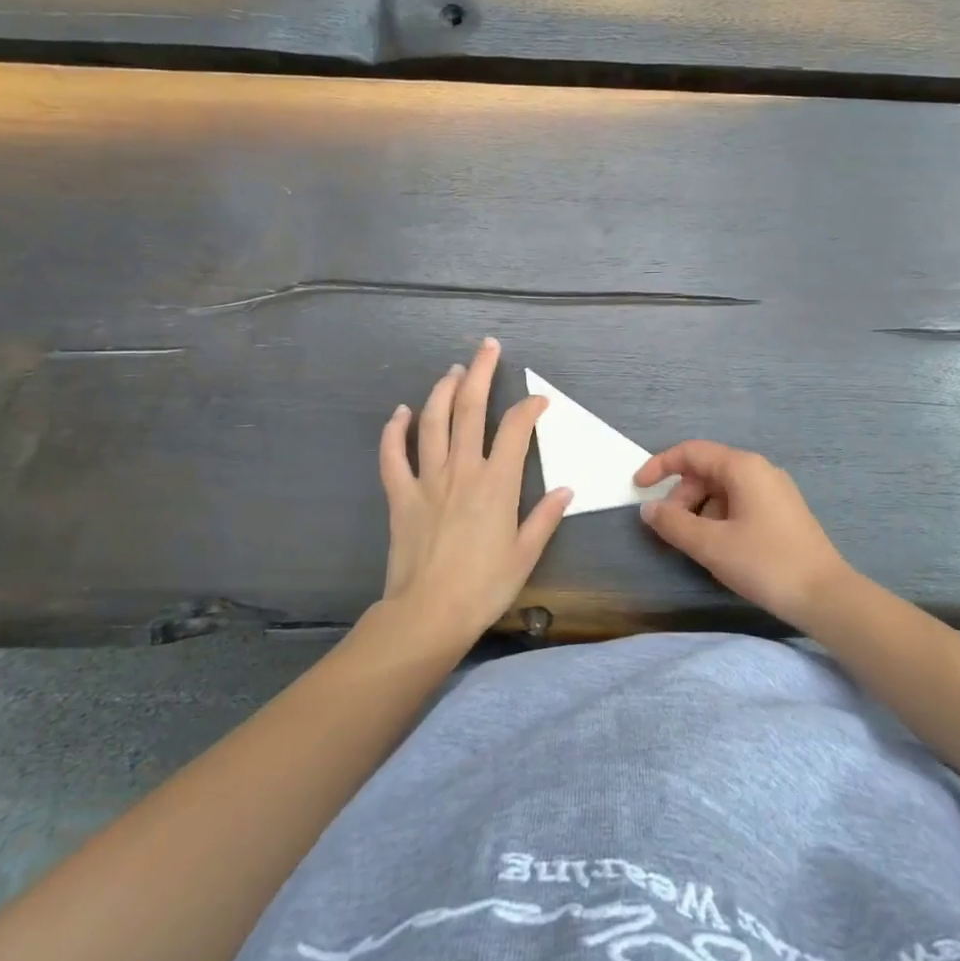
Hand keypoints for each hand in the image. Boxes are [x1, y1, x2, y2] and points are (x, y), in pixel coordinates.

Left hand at [376, 337, 571, 642]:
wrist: (428, 614)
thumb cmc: (484, 586)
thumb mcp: (526, 554)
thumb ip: (545, 517)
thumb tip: (566, 489)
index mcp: (497, 483)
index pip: (516, 429)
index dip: (529, 407)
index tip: (539, 400)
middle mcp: (462, 470)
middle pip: (471, 409)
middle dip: (481, 373)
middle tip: (487, 346)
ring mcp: (427, 479)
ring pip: (433, 422)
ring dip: (442, 390)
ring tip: (453, 370)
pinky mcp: (400, 495)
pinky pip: (393, 456)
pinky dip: (395, 431)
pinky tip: (401, 412)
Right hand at [634, 440, 858, 631]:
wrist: (825, 596)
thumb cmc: (765, 563)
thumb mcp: (711, 545)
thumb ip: (673, 523)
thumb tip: (649, 508)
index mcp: (743, 467)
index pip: (691, 452)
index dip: (660, 466)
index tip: (638, 488)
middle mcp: (759, 470)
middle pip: (707, 471)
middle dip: (681, 496)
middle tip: (669, 530)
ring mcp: (774, 491)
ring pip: (722, 490)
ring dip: (699, 511)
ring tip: (695, 544)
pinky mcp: (781, 512)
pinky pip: (739, 503)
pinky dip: (719, 518)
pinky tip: (719, 548)